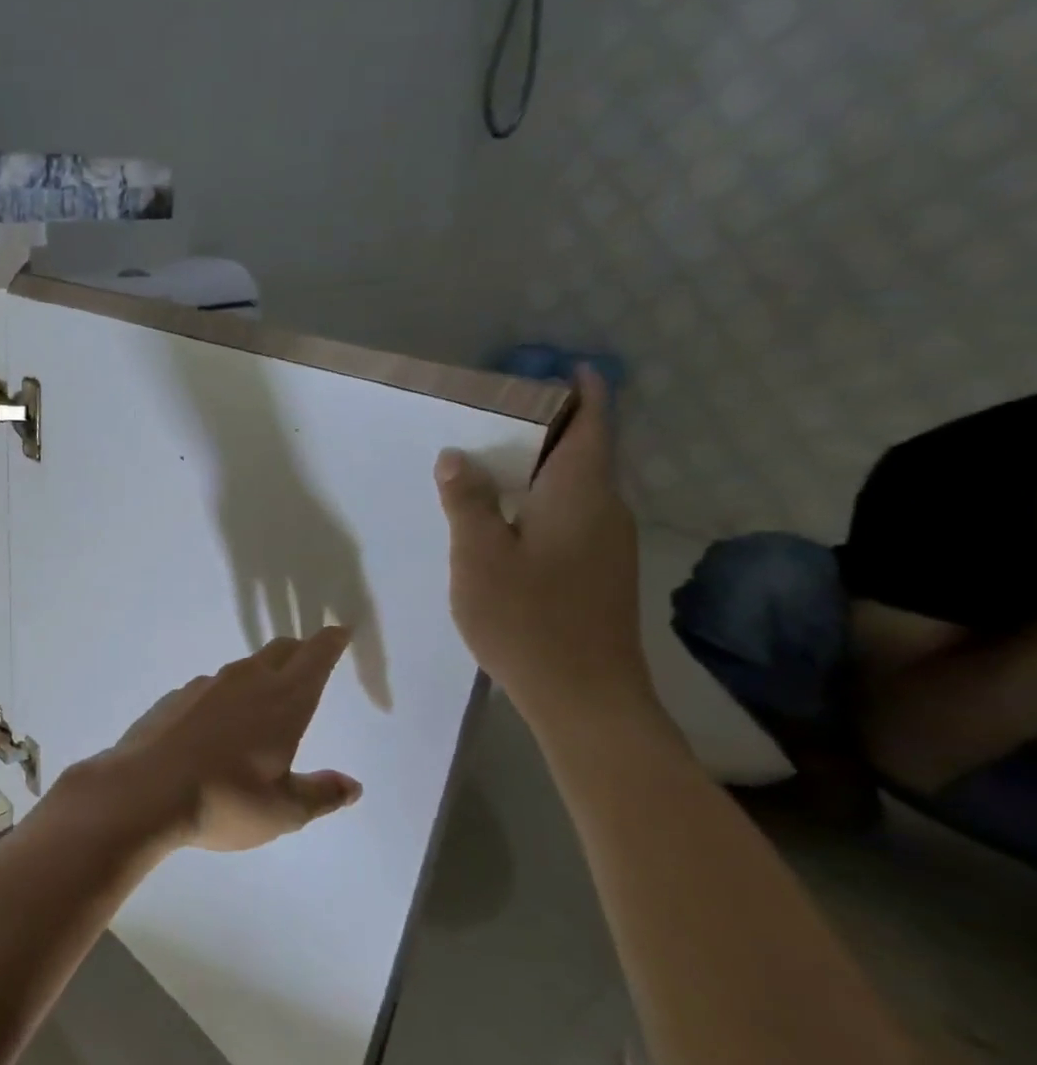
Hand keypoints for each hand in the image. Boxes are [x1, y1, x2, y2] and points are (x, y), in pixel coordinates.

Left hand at [61, 629, 362, 853]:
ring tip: (265, 696)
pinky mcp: (175, 697)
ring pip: (243, 667)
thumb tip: (352, 785)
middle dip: (300, 651)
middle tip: (310, 658)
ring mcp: (206, 685)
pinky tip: (217, 723)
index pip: (314, 658)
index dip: (330, 642)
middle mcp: (246, 681)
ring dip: (261, 673)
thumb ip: (320, 794)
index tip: (340, 630)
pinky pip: (211, 687)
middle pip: (280, 651)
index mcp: (282, 702)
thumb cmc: (224, 801)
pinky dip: (225, 695)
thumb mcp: (282, 811)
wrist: (143, 791)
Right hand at [434, 368, 655, 730]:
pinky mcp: (601, 572)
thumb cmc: (526, 617)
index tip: (566, 369)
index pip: (593, 424)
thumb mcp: (478, 555)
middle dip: (552, 426)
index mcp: (580, 494)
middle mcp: (605, 510)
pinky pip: (574, 515)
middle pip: (586, 452)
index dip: (584, 391)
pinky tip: (508, 518)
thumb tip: (456, 456)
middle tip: (499, 415)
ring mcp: (608, 544)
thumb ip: (467, 500)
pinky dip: (544, 499)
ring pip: (578, 487)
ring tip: (494, 462)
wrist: (585, 696)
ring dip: (544, 467)